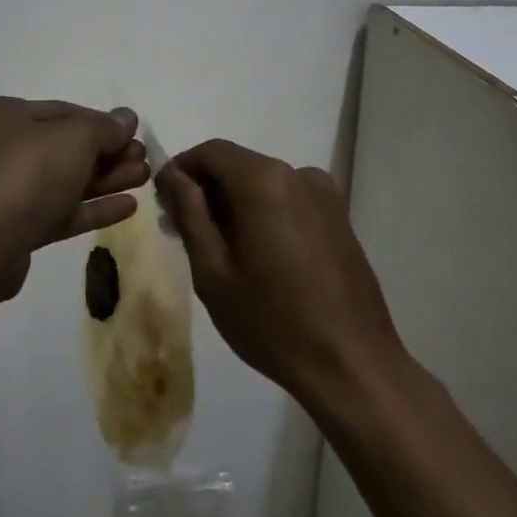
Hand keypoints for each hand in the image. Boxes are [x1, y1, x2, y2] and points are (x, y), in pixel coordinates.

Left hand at [0, 97, 148, 302]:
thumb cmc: (26, 173)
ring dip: (106, 180)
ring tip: (144, 179)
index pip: (63, 112)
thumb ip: (105, 127)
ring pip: (64, 181)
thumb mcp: (75, 138)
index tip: (133, 134)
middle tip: (144, 159)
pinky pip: (58, 211)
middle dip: (108, 154)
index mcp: (3, 115)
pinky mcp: (13, 229)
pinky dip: (90, 208)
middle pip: (65, 147)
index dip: (102, 122)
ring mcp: (4, 191)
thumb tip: (127, 118)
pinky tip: (127, 207)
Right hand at [156, 140, 406, 404]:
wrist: (352, 364)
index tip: (163, 203)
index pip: (211, 151)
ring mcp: (324, 194)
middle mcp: (297, 174)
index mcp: (264, 180)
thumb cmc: (272, 321)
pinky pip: (288, 200)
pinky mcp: (338, 216)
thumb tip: (173, 176)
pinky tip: (257, 257)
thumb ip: (190, 213)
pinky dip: (263, 213)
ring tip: (218, 250)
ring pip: (263, 183)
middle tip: (181, 232)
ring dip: (235, 203)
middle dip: (207, 190)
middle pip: (239, 165)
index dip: (182, 169)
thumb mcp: (213, 271)